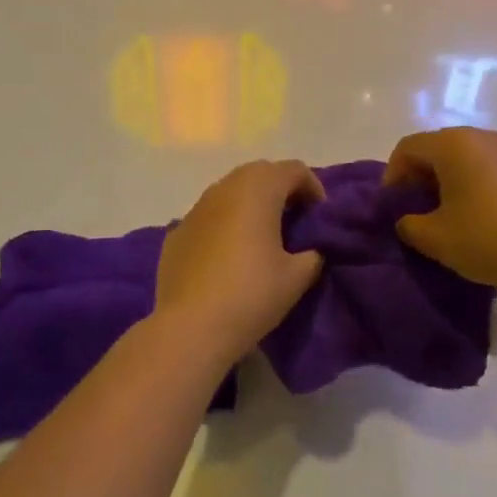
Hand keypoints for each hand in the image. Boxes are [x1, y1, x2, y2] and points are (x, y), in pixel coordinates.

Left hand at [155, 161, 325, 366]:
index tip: (319, 218)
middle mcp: (225, 187)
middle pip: (261, 173)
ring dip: (251, 205)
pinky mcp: (177, 231)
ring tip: (263, 238)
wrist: (189, 327)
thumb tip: (310, 250)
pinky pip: (210, 216)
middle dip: (281, 191)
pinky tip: (229, 256)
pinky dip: (225, 224)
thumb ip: (312, 255)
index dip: (313, 188)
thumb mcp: (297, 277)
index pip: (294, 170)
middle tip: (295, 223)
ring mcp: (196, 208)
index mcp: (258, 189)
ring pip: (231, 192)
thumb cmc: (250, 295)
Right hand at [385, 128, 496, 304]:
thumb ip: (409, 224)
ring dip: (452, 180)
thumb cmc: (488, 241)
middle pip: (439, 148)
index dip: (393, 174)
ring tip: (451, 214)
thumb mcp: (434, 239)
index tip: (392, 205)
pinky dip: (481, 186)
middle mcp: (485, 137)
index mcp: (455, 145)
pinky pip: (495, 171)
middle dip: (421, 176)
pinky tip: (486, 219)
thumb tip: (408, 220)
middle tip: (417, 209)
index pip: (409, 147)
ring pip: (469, 158)